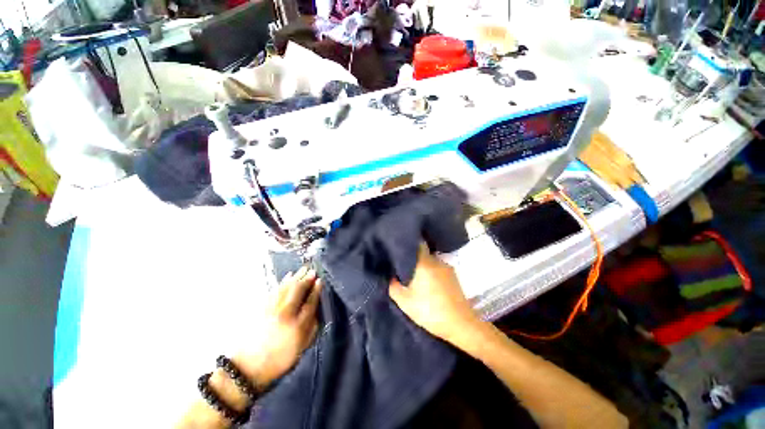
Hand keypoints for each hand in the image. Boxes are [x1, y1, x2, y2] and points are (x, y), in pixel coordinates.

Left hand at [233, 266, 321, 388]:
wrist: (248, 368)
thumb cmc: (280, 360)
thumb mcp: (302, 348)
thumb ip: (312, 328)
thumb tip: (316, 310)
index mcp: (298, 326)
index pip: (310, 302)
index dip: (316, 290)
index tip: (320, 280)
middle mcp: (285, 315)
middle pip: (297, 291)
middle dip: (306, 279)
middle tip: (312, 270)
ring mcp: (272, 310)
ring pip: (286, 288)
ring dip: (296, 277)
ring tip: (303, 269)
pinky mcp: (262, 308)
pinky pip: (275, 290)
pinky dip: (283, 282)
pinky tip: (287, 276)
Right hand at [389, 244, 481, 345]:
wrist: (460, 324)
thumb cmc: (430, 311)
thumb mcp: (405, 302)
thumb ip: (393, 286)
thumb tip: (391, 276)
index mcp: (424, 262)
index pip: (417, 243)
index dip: (408, 244)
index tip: (400, 250)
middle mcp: (436, 260)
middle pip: (423, 252)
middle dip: (414, 258)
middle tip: (405, 267)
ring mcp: (447, 268)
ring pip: (431, 261)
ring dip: (424, 266)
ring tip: (417, 277)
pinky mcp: (454, 276)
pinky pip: (439, 269)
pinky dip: (432, 273)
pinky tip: (430, 285)